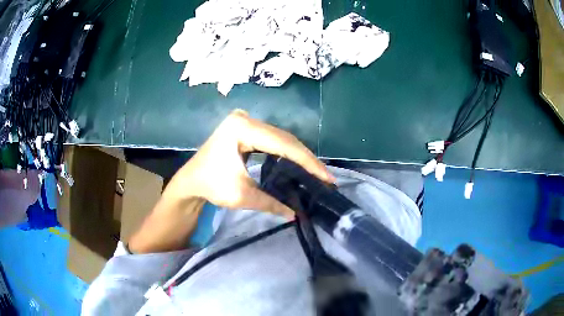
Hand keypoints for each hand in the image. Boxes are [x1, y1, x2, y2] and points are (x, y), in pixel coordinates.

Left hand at [129, 110, 333, 252]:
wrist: (190, 181)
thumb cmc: (210, 186)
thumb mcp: (241, 196)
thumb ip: (271, 203)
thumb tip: (296, 214)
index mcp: (241, 128)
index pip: (283, 144)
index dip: (307, 161)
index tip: (326, 177)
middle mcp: (245, 118)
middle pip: (284, 138)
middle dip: (306, 159)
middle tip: (325, 177)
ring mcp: (245, 120)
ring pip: (281, 138)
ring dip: (299, 155)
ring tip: (317, 172)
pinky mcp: (246, 127)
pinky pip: (273, 139)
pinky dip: (287, 152)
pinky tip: (299, 163)